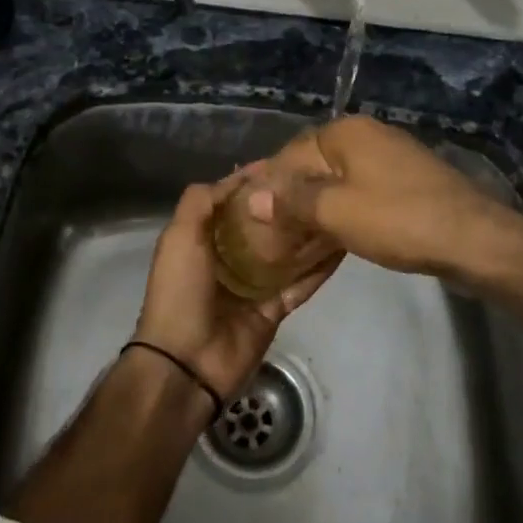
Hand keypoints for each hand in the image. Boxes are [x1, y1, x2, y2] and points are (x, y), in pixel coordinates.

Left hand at [131, 176, 338, 403]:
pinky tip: (343, 247)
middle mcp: (229, 256)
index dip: (256, 181)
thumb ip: (201, 201)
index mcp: (203, 237)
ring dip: (307, 234)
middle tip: (320, 182)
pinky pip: (301, 284)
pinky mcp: (274, 308)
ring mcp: (254, 284)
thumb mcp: (180, 236)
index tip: (288, 160)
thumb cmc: (181, 290)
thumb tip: (237, 176)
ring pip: (287, 252)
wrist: (186, 362)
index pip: (233, 201)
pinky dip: (319, 269)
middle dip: (286, 205)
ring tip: (337, 207)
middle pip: (263, 224)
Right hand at [244, 115, 522, 287]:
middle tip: (268, 231)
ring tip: (293, 237)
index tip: (248, 216)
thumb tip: (253, 197)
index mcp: (346, 132)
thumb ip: (293, 201)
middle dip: (291, 196)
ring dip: (316, 206)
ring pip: (337, 180)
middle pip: (313, 165)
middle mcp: (366, 134)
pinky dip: (343, 210)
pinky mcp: (406, 180)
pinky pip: (361, 191)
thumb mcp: (337, 212)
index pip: (289, 154)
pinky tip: (332, 234)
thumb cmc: (399, 220)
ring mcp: (390, 156)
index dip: (267, 185)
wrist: (474, 240)